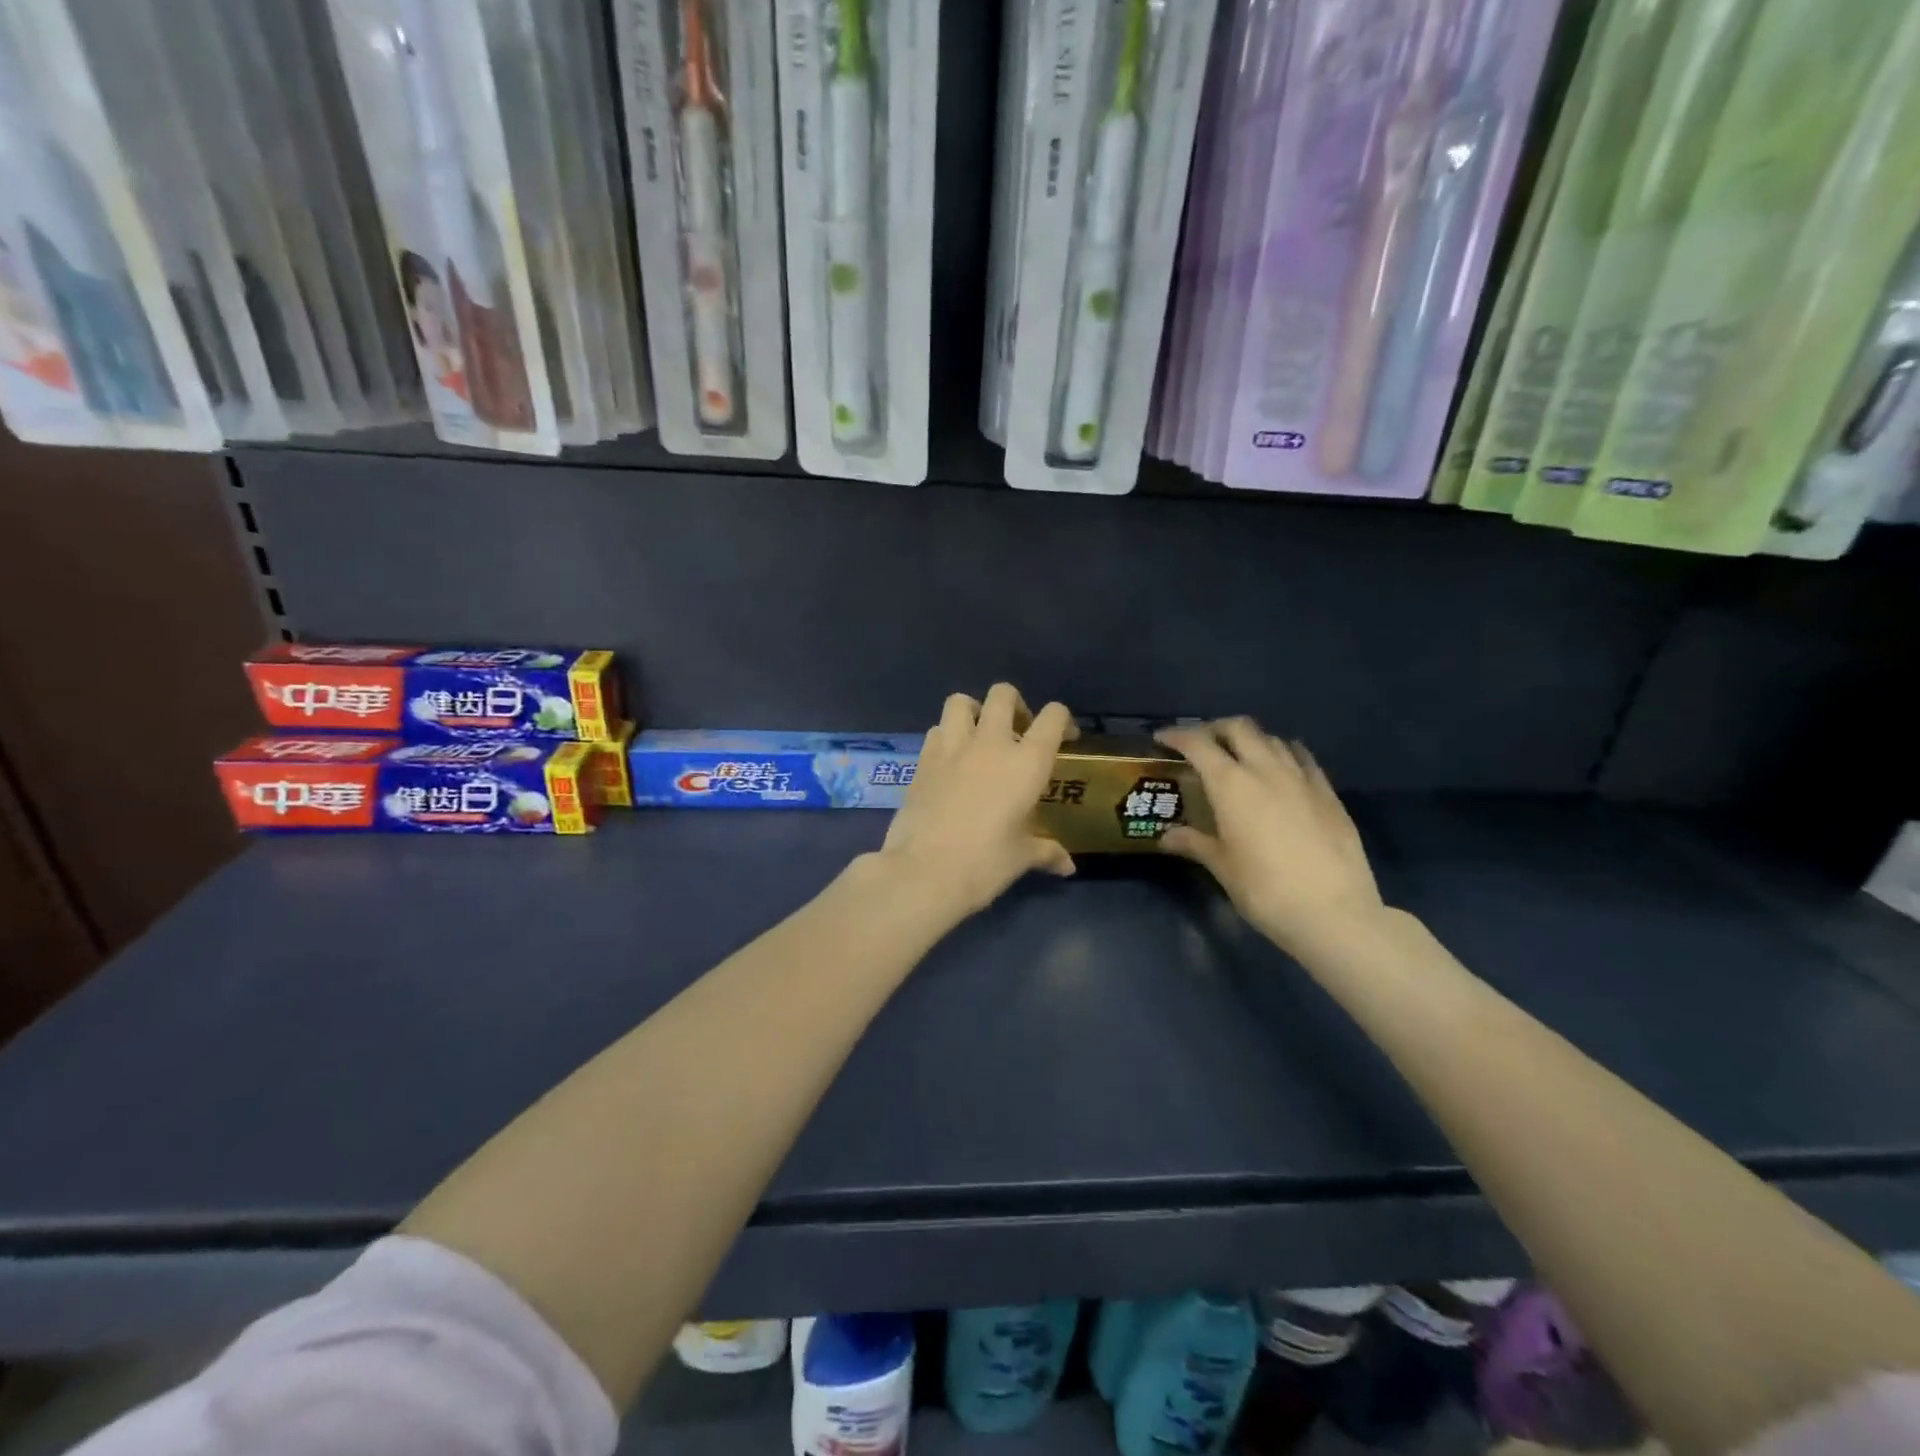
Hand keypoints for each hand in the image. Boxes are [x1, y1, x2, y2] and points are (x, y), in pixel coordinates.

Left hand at [875, 684, 1076, 924]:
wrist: (923, 872)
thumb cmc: (984, 864)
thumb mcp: (1021, 858)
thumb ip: (1046, 852)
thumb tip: (1067, 866)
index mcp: (1026, 762)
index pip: (1053, 717)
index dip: (1063, 721)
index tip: (1066, 738)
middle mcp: (990, 743)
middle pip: (1003, 694)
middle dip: (1015, 704)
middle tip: (1018, 731)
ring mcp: (952, 747)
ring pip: (961, 701)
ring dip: (973, 711)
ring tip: (978, 736)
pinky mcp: (922, 760)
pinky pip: (936, 730)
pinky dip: (946, 736)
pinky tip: (950, 761)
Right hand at [1155, 720, 1383, 950]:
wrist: (1334, 912)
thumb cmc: (1265, 890)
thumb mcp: (1222, 867)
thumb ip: (1194, 843)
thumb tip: (1167, 836)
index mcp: (1231, 784)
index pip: (1198, 744)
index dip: (1177, 736)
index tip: (1162, 738)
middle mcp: (1265, 769)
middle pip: (1238, 728)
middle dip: (1215, 729)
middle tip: (1201, 745)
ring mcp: (1301, 778)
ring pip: (1271, 739)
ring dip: (1250, 740)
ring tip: (1239, 758)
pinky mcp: (1328, 792)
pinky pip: (1302, 758)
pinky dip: (1284, 753)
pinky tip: (1281, 768)